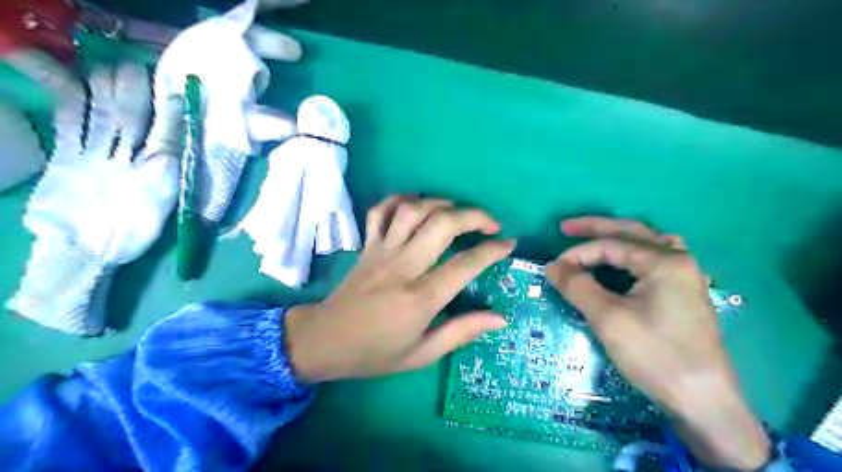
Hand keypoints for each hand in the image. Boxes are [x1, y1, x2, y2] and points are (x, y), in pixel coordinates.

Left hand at [286, 195, 515, 383]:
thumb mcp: (422, 354)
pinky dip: (399, 200)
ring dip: (441, 203)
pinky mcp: (367, 245)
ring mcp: (382, 251)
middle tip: (490, 224)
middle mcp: (403, 266)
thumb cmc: (375, 353)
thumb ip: (461, 332)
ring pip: (414, 210)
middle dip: (474, 216)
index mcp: (420, 298)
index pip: (465, 265)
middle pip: (442, 224)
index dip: (492, 250)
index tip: (509, 243)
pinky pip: (380, 211)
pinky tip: (415, 203)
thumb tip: (499, 318)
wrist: (324, 341)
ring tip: (457, 212)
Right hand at [547, 217, 766, 471]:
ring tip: (592, 239)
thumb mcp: (608, 318)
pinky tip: (623, 263)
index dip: (577, 253)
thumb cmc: (654, 355)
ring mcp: (684, 277)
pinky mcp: (683, 294)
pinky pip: (654, 261)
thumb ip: (577, 286)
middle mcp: (678, 260)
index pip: (610, 245)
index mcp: (664, 261)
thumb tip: (551, 266)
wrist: (703, 402)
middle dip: (596, 228)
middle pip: (631, 232)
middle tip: (565, 227)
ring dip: (617, 238)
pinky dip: (632, 255)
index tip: (553, 269)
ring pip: (645, 244)